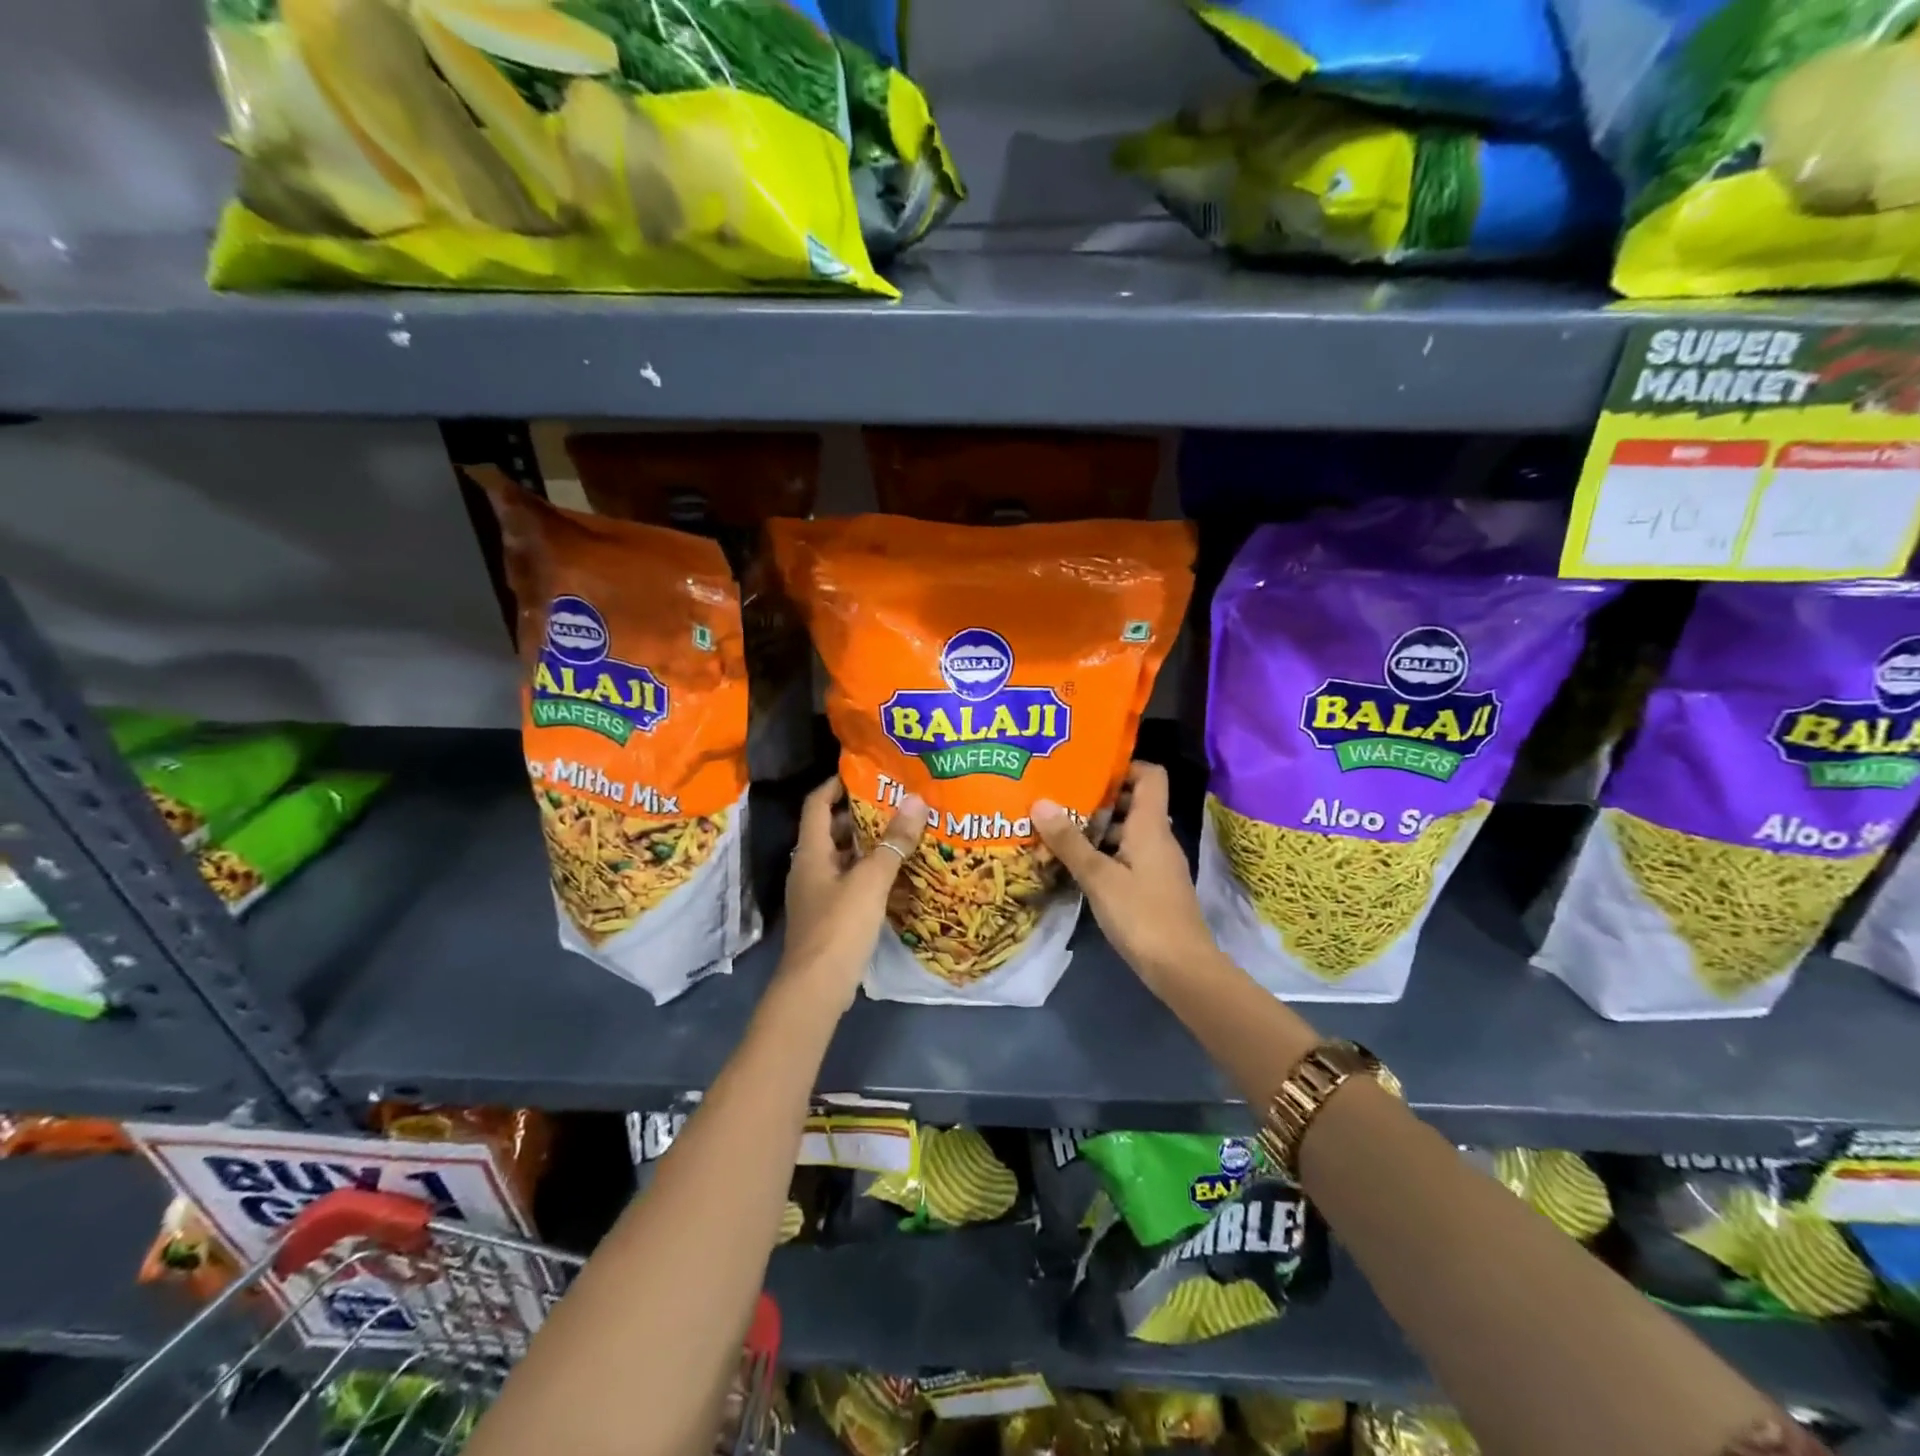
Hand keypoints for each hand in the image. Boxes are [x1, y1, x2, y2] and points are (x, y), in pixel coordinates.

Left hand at [778, 777, 926, 1010]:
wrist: (816, 987)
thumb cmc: (839, 926)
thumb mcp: (871, 880)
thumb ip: (894, 841)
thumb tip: (917, 799)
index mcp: (811, 853)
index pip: (816, 804)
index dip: (835, 784)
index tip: (864, 772)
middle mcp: (809, 868)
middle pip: (830, 830)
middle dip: (859, 814)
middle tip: (894, 801)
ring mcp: (817, 894)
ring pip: (841, 857)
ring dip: (866, 844)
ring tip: (901, 832)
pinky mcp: (828, 916)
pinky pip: (848, 881)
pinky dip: (868, 871)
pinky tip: (894, 873)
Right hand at [1033, 762, 1215, 988]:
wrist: (1182, 969)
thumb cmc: (1142, 915)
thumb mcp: (1098, 877)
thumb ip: (1069, 841)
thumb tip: (1040, 801)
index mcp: (1151, 825)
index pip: (1149, 775)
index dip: (1123, 765)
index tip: (1087, 768)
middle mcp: (1158, 837)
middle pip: (1134, 802)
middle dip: (1099, 798)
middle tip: (1060, 797)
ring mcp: (1158, 864)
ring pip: (1128, 831)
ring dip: (1098, 827)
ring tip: (1059, 828)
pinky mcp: (1153, 886)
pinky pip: (1128, 855)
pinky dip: (1104, 852)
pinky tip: (1076, 864)